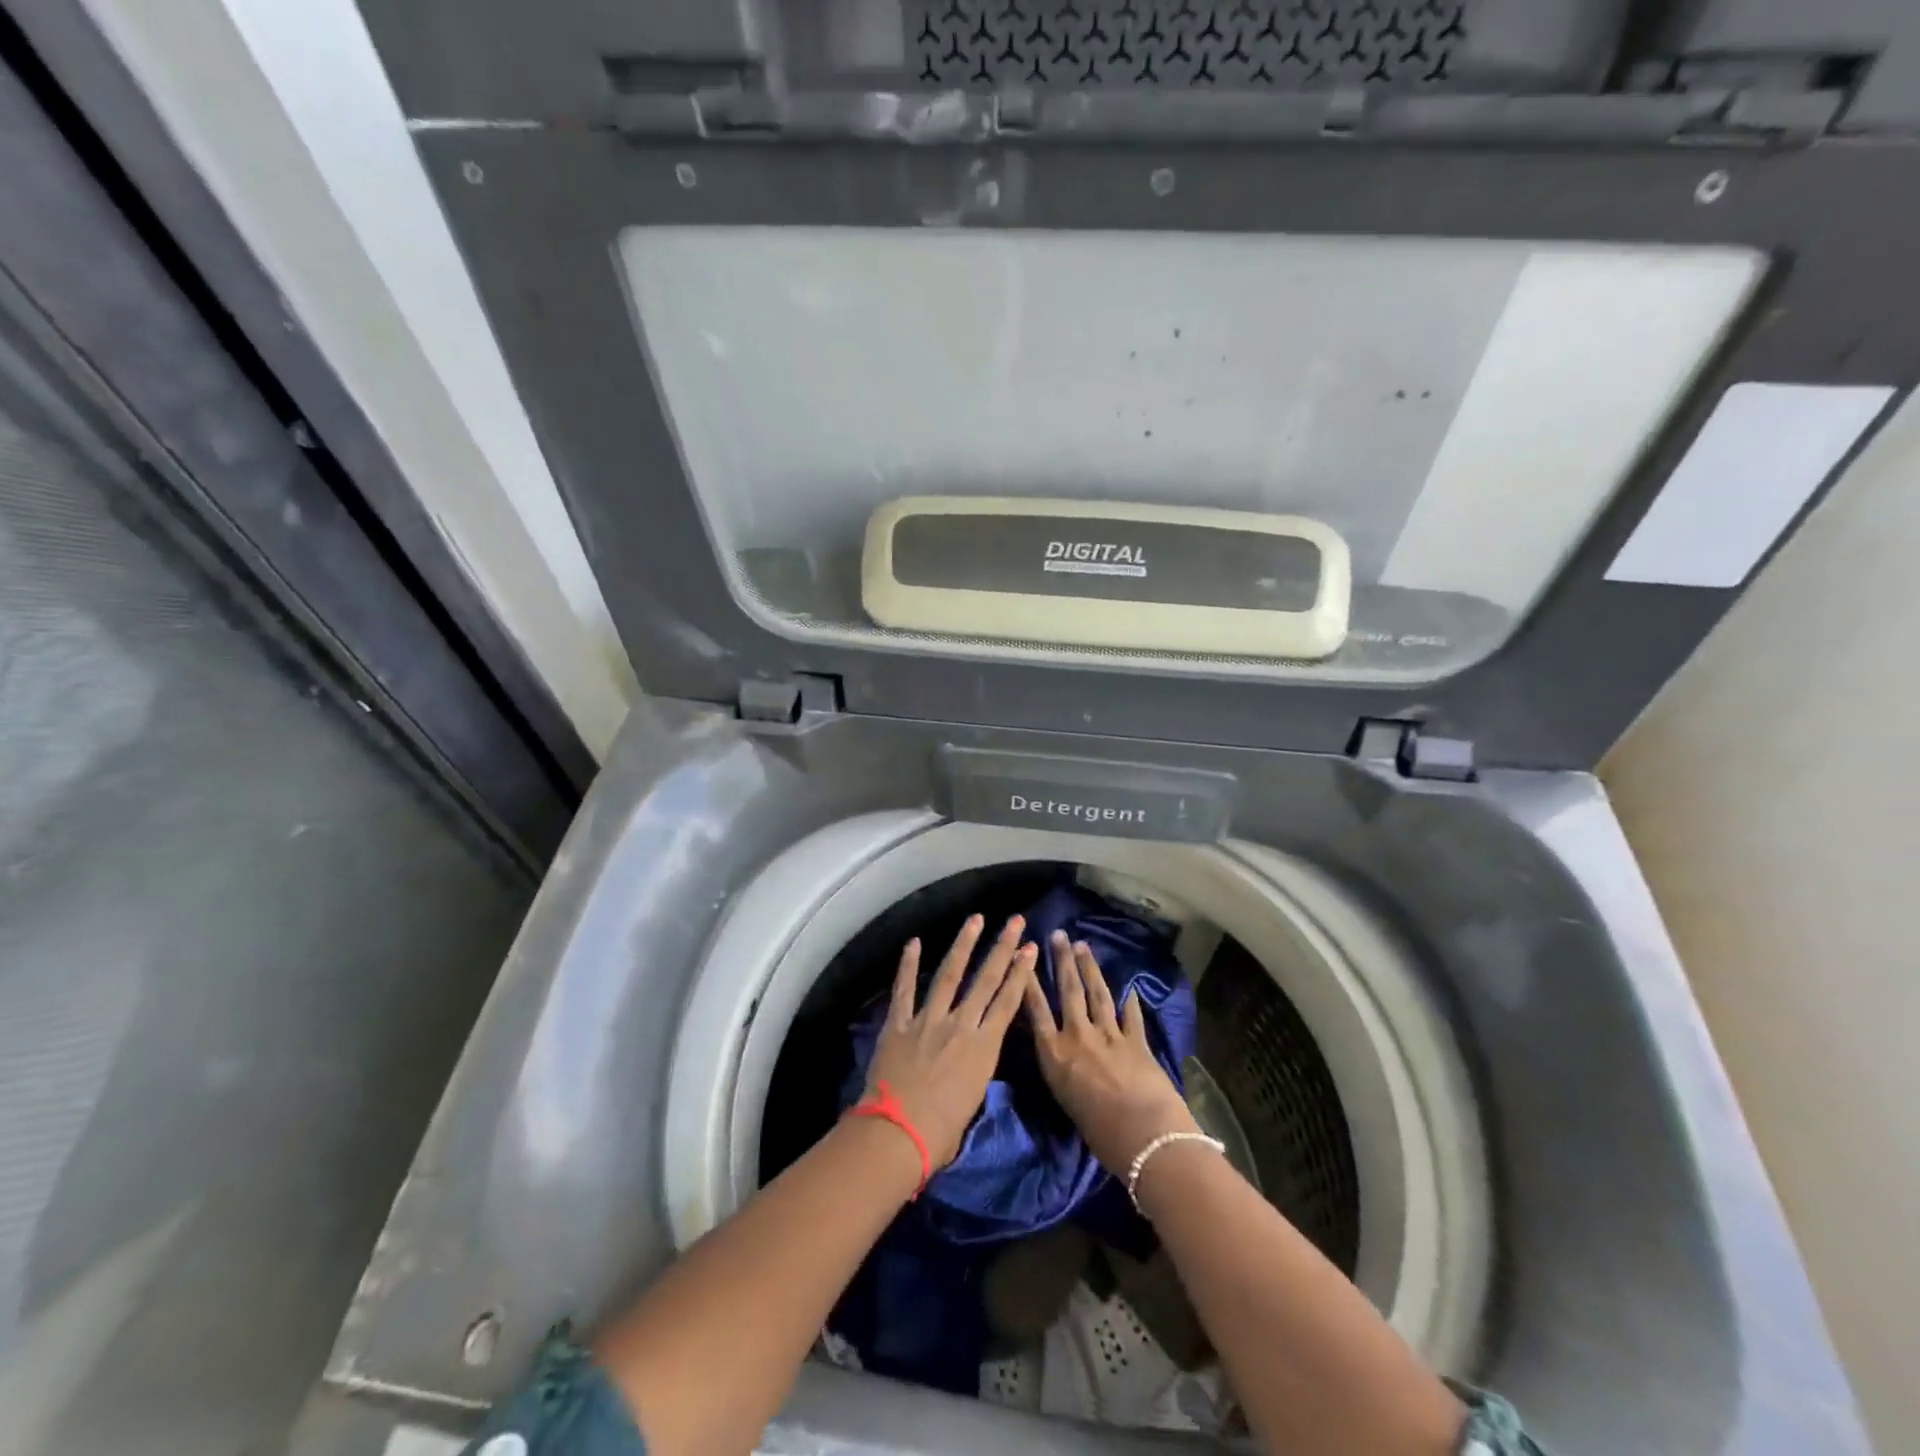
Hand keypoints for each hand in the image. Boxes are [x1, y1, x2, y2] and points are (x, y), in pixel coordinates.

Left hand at [864, 914, 1037, 1168]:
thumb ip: (976, 1070)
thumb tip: (971, 1060)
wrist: (898, 1133)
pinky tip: (914, 942)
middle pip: (986, 979)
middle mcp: (960, 1025)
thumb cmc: (941, 1132)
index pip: (1008, 1002)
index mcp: (983, 1048)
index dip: (1021, 972)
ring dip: (963, 944)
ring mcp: (928, 1020)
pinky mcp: (898, 1023)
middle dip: (1002, 947)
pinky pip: (904, 989)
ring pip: (950, 974)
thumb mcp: (973, 1100)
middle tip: (1014, 921)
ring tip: (975, 920)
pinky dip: (908, 965)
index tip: (1030, 948)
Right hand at [1025, 930, 1198, 1173]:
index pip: (1036, 1010)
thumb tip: (1064, 1060)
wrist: (1144, 1138)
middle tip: (1059, 935)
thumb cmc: (1099, 1134)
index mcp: (1055, 1055)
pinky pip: (1130, 1015)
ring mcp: (1109, 1035)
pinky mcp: (1136, 1040)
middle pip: (1068, 991)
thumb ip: (1062, 1072)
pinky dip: (1130, 1001)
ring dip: (1090, 968)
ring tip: (1084, 946)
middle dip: (1062, 960)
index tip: (1023, 957)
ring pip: (1097, 994)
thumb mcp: (1065, 1101)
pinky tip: (1130, 988)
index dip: (1028, 981)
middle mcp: (1078, 1036)